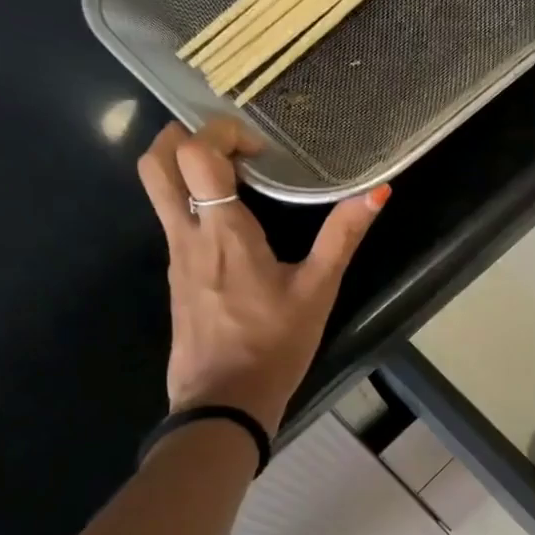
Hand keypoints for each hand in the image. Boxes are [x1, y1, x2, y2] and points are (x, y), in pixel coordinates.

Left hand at [136, 120, 386, 434]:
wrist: (224, 402)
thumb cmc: (274, 345)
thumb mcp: (318, 290)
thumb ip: (343, 236)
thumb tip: (378, 191)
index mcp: (223, 231)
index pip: (195, 153)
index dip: (222, 133)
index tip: (260, 151)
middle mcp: (187, 234)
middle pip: (156, 161)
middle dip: (185, 136)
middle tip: (231, 148)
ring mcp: (175, 255)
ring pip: (157, 189)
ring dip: (187, 166)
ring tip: (237, 178)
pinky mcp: (176, 275)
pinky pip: (172, 218)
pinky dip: (193, 199)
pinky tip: (233, 221)